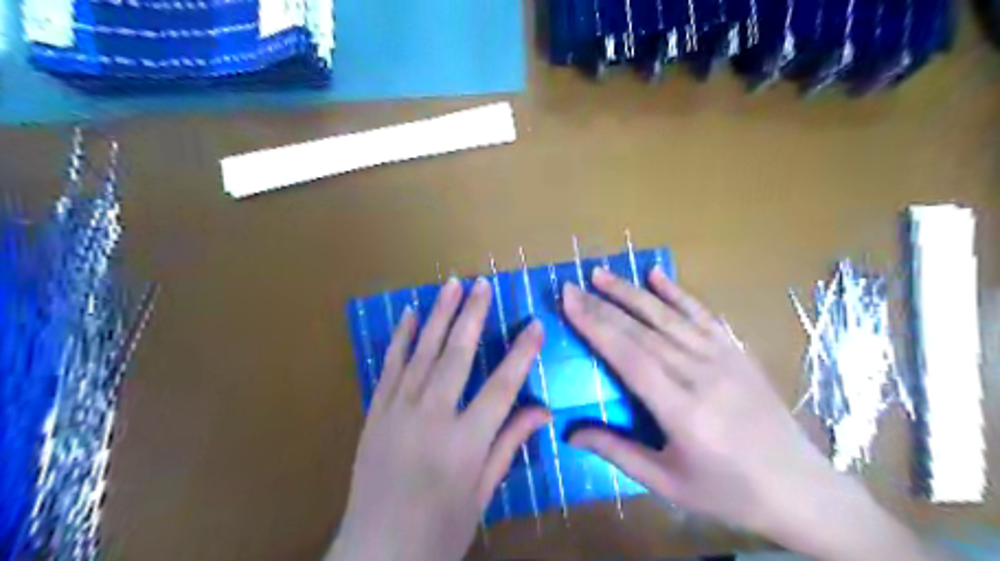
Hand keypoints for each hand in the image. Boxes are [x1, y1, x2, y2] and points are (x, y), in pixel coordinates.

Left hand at [329, 277, 545, 559]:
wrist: (375, 554)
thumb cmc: (438, 530)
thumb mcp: (482, 493)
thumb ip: (509, 445)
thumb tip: (542, 410)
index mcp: (464, 443)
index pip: (502, 387)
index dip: (522, 353)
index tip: (535, 325)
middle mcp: (431, 418)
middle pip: (458, 356)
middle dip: (473, 316)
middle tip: (483, 285)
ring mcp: (398, 411)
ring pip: (422, 352)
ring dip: (438, 316)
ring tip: (451, 285)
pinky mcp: (375, 411)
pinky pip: (390, 366)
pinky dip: (400, 337)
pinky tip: (408, 313)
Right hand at [559, 266, 902, 557]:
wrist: (801, 488)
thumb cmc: (727, 491)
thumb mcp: (667, 482)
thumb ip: (617, 452)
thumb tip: (569, 433)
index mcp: (681, 410)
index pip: (629, 356)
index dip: (596, 326)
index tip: (569, 302)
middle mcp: (700, 375)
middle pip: (642, 331)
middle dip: (603, 305)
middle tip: (572, 286)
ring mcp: (723, 359)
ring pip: (668, 317)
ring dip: (631, 292)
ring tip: (601, 274)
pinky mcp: (736, 352)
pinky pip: (703, 315)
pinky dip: (677, 293)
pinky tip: (656, 275)